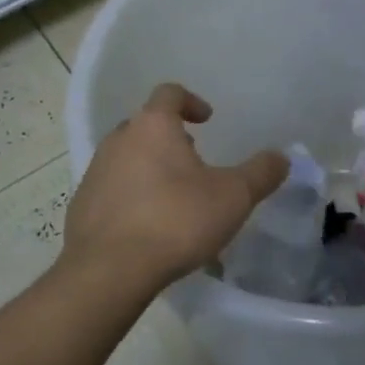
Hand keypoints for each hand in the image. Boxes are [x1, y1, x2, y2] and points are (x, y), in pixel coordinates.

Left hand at [62, 84, 287, 297]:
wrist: (108, 271)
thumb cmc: (176, 220)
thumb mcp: (233, 196)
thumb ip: (261, 173)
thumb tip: (282, 157)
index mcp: (153, 126)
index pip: (169, 93)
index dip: (191, 101)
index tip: (207, 120)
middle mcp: (118, 140)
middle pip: (146, 125)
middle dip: (171, 137)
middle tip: (195, 160)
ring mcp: (95, 172)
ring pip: (128, 157)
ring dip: (151, 167)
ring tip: (175, 197)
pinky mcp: (81, 206)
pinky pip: (113, 189)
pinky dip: (133, 197)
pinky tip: (150, 227)